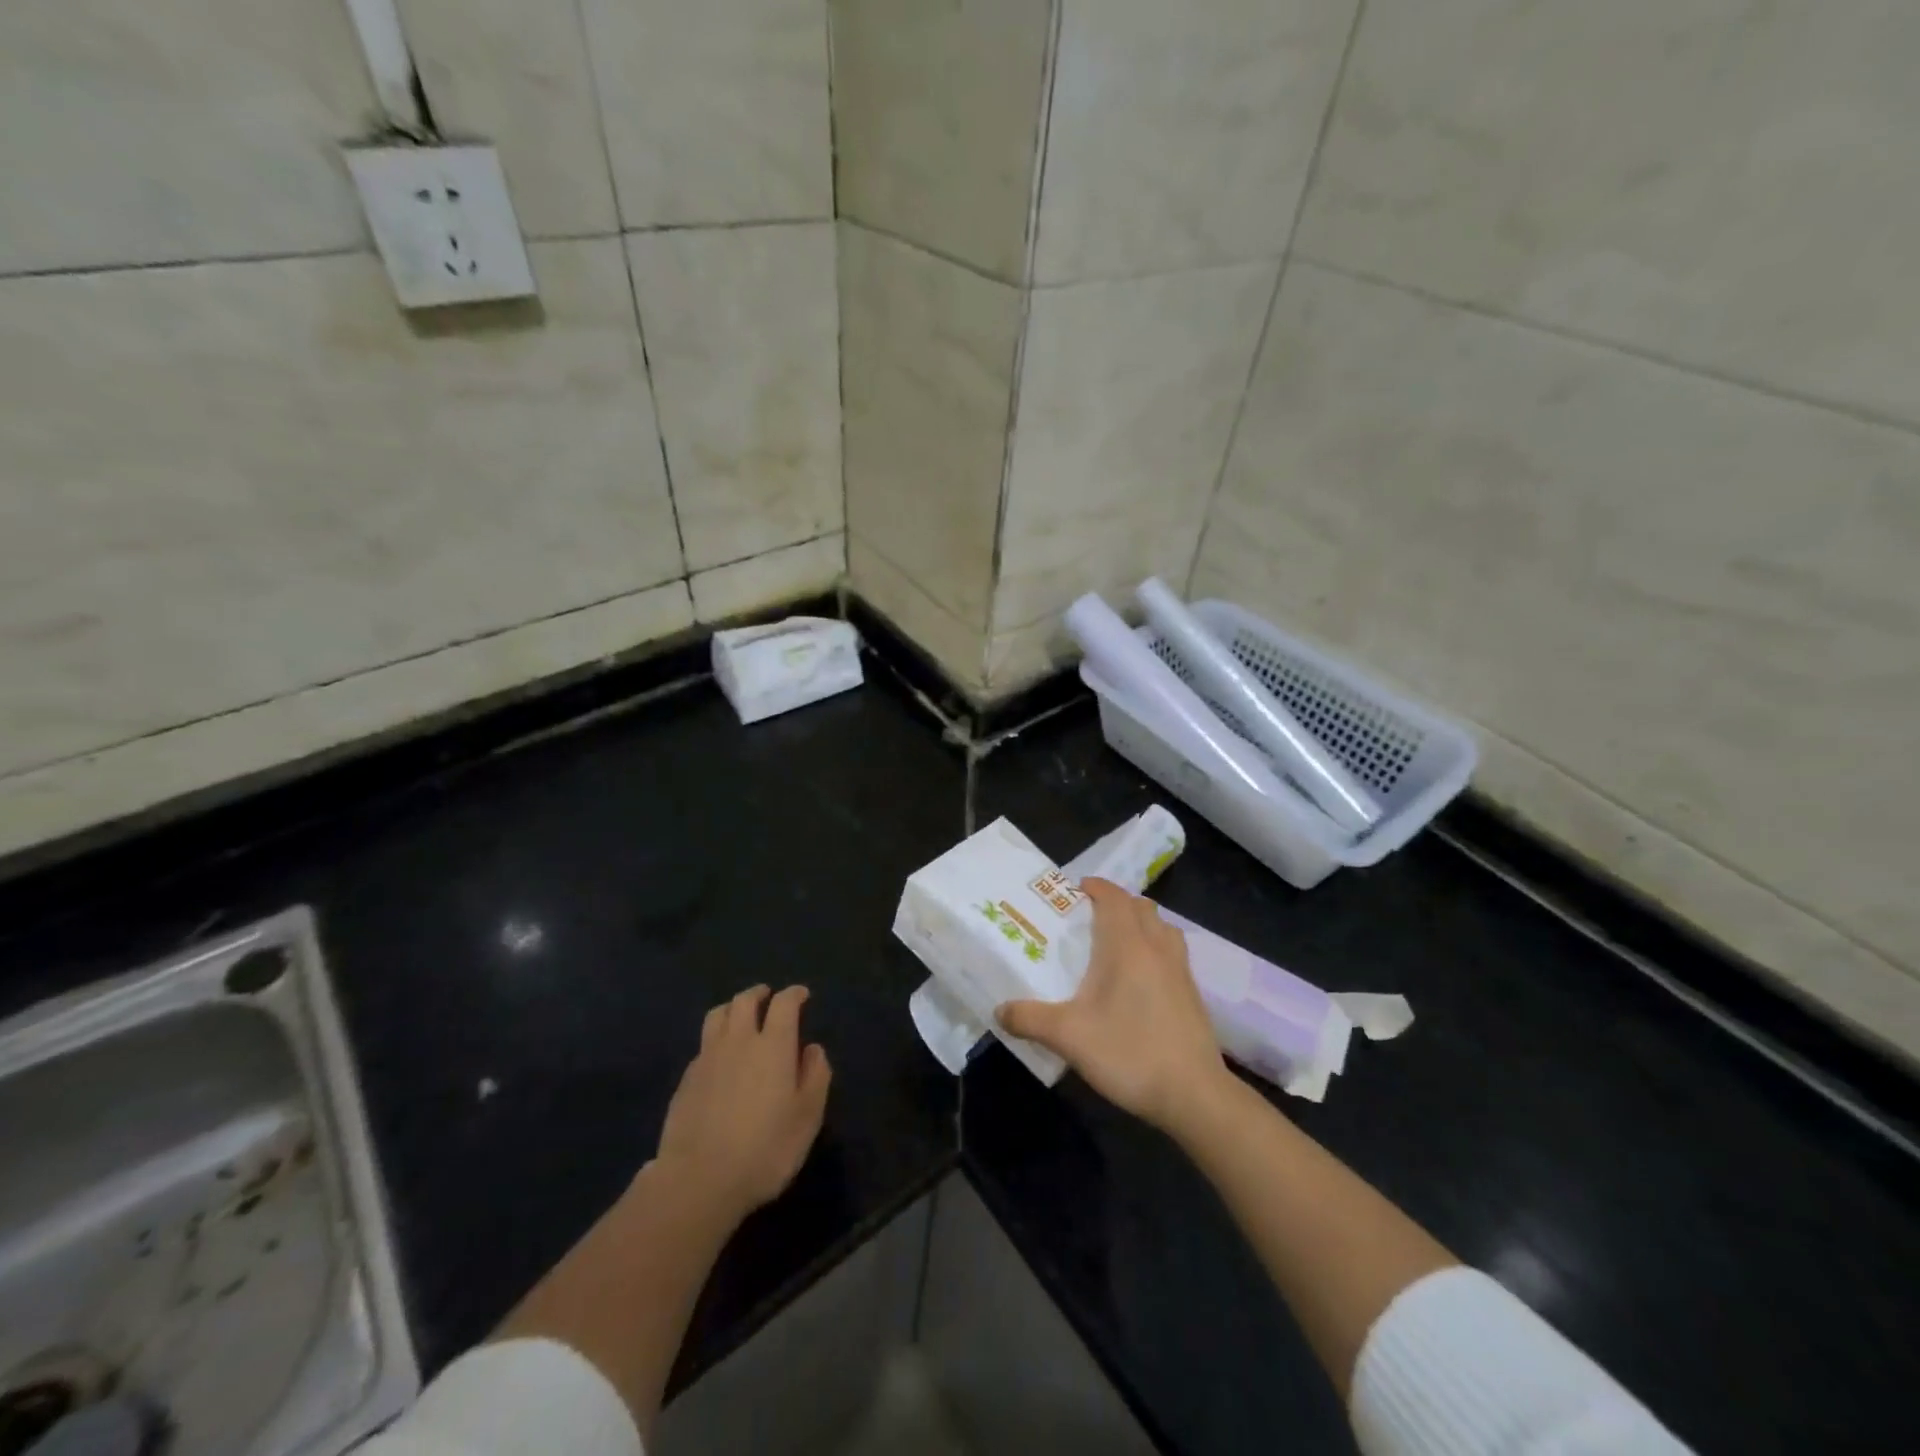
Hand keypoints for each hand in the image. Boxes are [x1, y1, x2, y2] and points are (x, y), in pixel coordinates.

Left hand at [653, 984, 831, 1225]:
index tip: (802, 995)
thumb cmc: (765, 1149)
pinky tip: (719, 1057)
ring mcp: (707, 1058)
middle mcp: (739, 1041)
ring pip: (718, 1015)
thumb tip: (813, 1049)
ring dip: (732, 1009)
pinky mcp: (685, 1080)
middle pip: (745, 1001)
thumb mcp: (808, 1117)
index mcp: (774, 1045)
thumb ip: (815, 1076)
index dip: (794, 994)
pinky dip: (715, 1040)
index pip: (784, 1003)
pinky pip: (703, 1045)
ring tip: (739, 1016)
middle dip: (759, 994)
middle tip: (768, 998)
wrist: (699, 1180)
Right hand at [997, 878, 1225, 1133]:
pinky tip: (1140, 978)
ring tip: (1117, 942)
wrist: (1194, 1094)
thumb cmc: (1129, 1053)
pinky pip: (1172, 952)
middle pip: (1141, 907)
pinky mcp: (1193, 993)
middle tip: (1089, 917)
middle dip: (1117, 903)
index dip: (1097, 887)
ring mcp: (1180, 970)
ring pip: (1162, 927)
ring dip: (1140, 923)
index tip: (1075, 890)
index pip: (1115, 898)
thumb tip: (999, 1010)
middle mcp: (1157, 948)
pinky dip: (1155, 947)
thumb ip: (1030, 1019)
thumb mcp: (1069, 1037)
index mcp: (1127, 946)